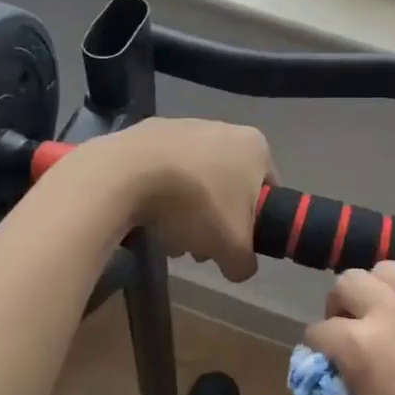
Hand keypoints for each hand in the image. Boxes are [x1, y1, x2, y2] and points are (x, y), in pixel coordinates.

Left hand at [83, 118, 273, 281]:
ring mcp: (183, 126)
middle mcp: (223, 128)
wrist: (127, 175)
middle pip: (227, 187)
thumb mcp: (233, 247)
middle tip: (198, 247)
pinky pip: (163, 171)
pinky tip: (146, 217)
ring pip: (194, 181)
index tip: (235, 245)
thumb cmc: (196, 204)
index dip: (255, 224)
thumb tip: (239, 268)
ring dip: (186, 212)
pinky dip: (159, 194)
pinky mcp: (147, 133)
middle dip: (214, 221)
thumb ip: (245, 262)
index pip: (268, 190)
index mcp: (254, 146)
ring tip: (167, 238)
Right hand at [304, 262, 394, 394]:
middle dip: (341, 306)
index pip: (321, 330)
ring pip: (391, 272)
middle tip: (352, 332)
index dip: (317, 348)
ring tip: (389, 324)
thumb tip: (344, 379)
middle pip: (350, 281)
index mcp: (362, 348)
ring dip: (379, 294)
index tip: (324, 362)